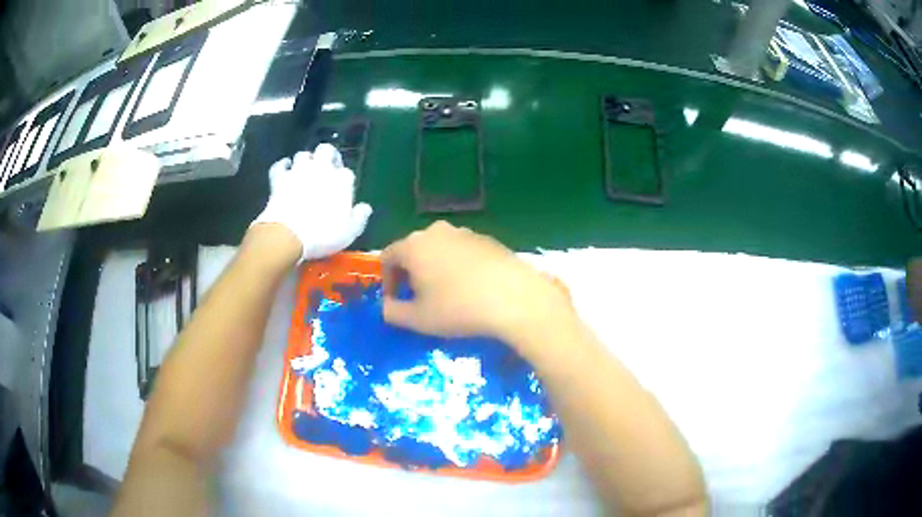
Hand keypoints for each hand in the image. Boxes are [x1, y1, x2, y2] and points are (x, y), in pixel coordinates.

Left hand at [252, 144, 371, 261]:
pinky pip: (280, 166)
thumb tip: (365, 208)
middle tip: (327, 167)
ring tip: (305, 170)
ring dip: (305, 160)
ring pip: (303, 155)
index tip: (342, 191)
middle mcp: (321, 169)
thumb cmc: (324, 235)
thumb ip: (359, 217)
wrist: (289, 235)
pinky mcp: (279, 178)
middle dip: (327, 155)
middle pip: (326, 150)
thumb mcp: (350, 232)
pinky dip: (282, 166)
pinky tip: (284, 169)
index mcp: (341, 180)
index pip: (347, 173)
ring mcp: (298, 171)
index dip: (344, 180)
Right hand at [381, 221, 572, 346]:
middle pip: (413, 250)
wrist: (514, 298)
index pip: (388, 257)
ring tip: (446, 295)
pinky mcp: (488, 239)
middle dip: (410, 274)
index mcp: (413, 245)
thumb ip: (392, 312)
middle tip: (419, 299)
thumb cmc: (458, 309)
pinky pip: (462, 252)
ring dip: (434, 269)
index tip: (395, 302)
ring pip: (439, 249)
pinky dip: (458, 266)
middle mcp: (436, 231)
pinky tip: (472, 288)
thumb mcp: (418, 319)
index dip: (387, 281)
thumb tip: (386, 307)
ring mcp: (465, 232)